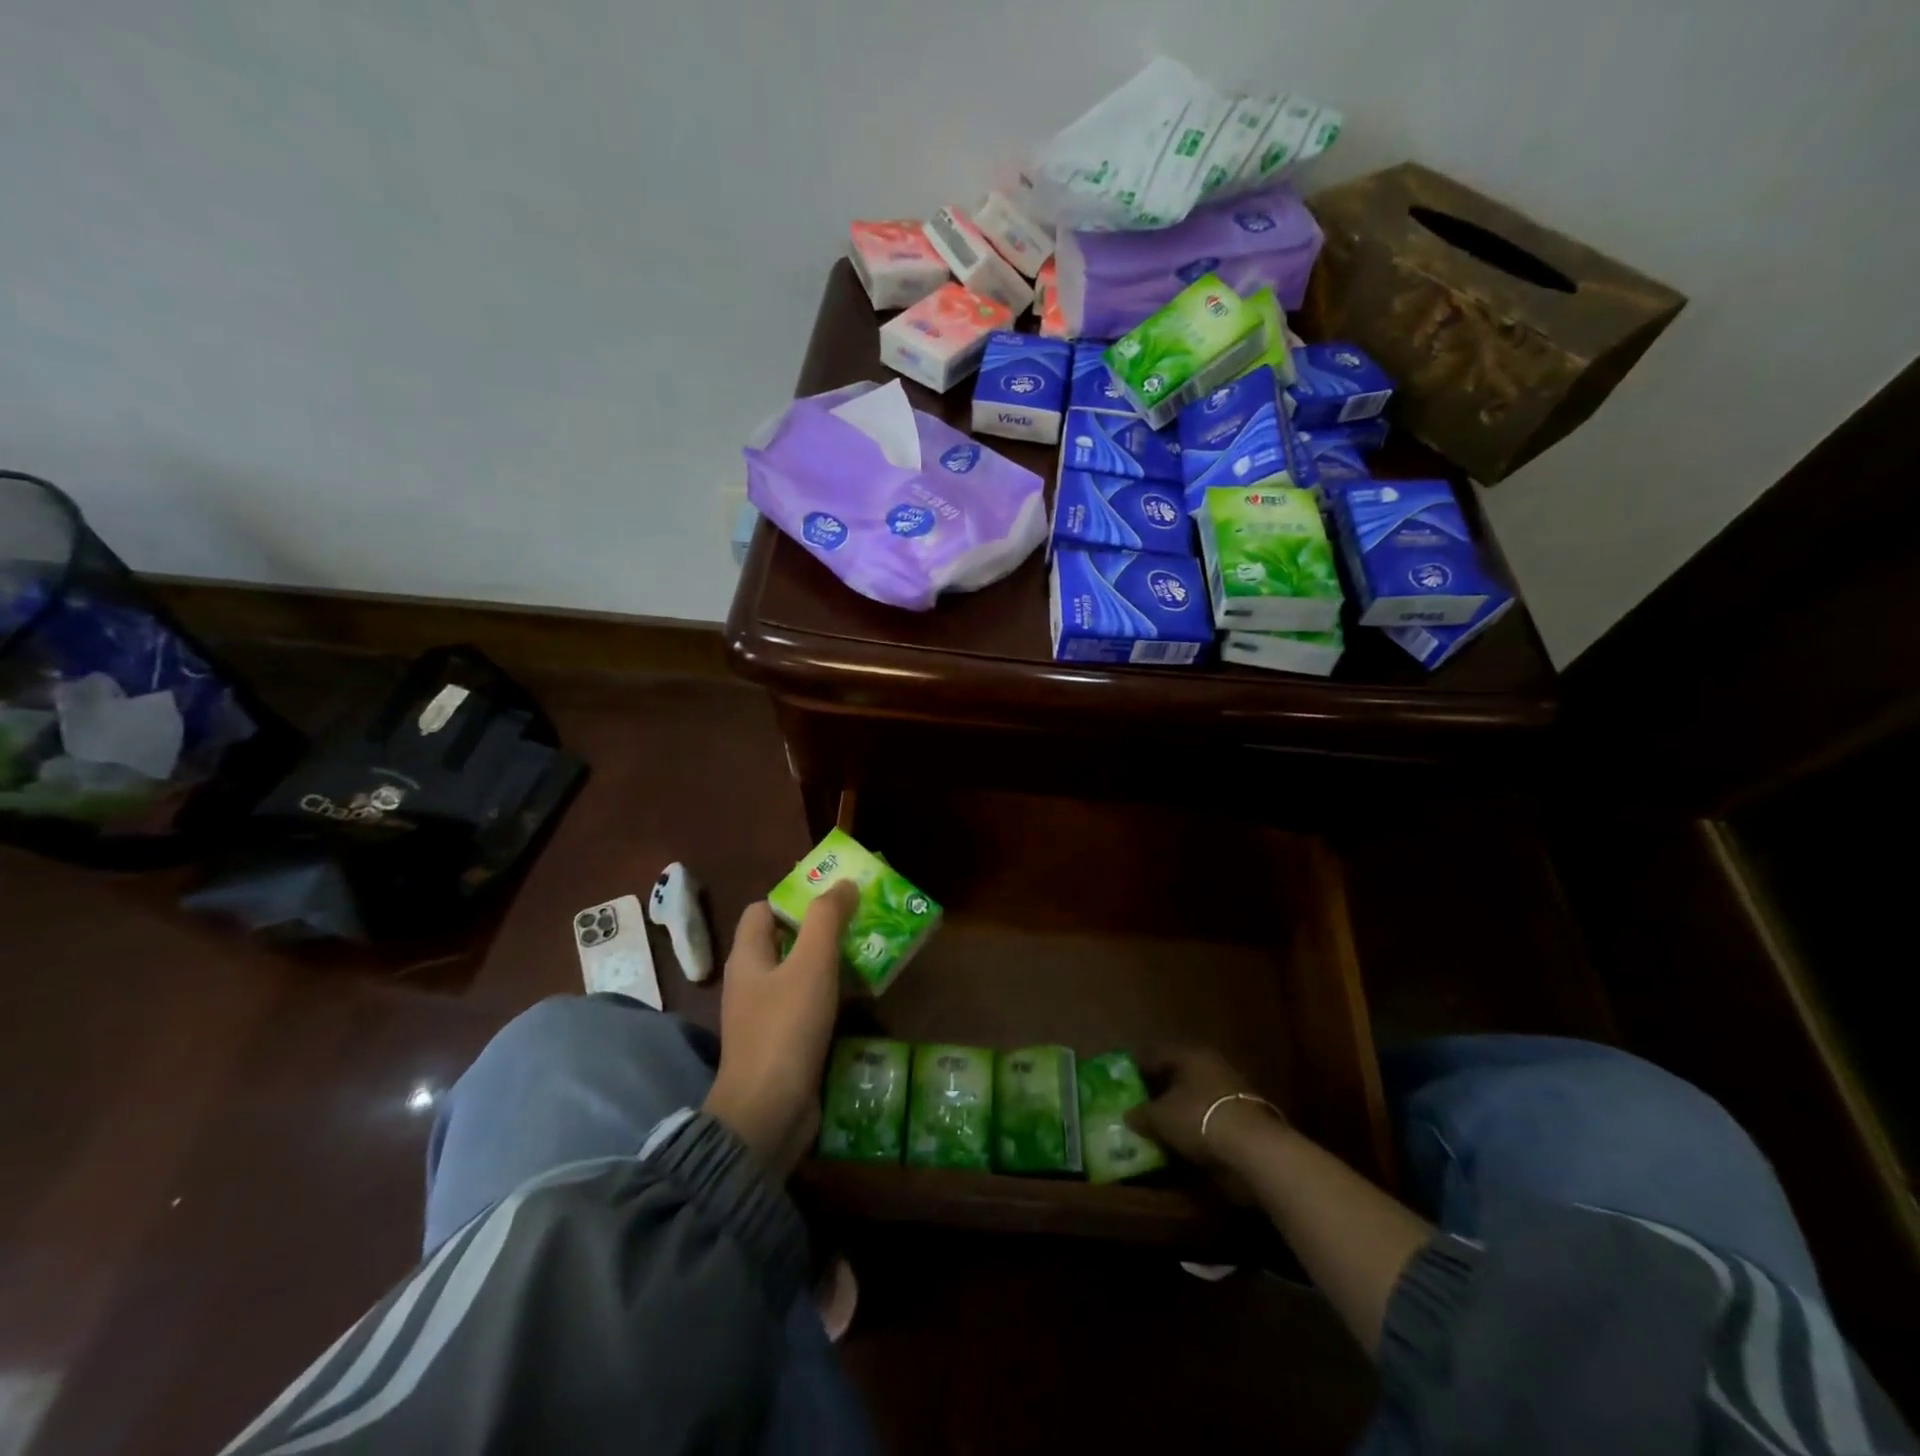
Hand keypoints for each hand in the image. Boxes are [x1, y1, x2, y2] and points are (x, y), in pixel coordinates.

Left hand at [703, 882, 857, 1175]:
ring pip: (800, 974)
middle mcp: (751, 982)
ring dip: (831, 962)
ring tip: (869, 951)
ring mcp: (765, 1016)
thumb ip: (827, 919)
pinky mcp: (782, 1043)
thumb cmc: (786, 1027)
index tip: (834, 895)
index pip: (763, 910)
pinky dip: (831, 995)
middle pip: (784, 940)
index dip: (794, 898)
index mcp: (748, 956)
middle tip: (861, 920)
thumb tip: (844, 883)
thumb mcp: (811, 964)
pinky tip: (860, 997)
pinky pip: (808, 1006)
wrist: (768, 1113)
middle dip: (821, 928)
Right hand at [1124, 1048, 1286, 1175]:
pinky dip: (1196, 1128)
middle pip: (1177, 1076)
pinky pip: (1209, 1118)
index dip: (1137, 1069)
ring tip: (1158, 1129)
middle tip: (1138, 1107)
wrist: (1254, 1150)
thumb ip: (1141, 1114)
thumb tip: (1128, 1115)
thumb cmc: (1199, 1119)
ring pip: (1194, 1098)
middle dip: (1158, 1092)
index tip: (1123, 1084)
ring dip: (1178, 1112)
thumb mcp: (1160, 1118)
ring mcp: (1230, 1091)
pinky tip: (1183, 1143)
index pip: (1156, 1055)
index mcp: (1190, 1055)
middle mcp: (1211, 1066)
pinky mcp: (1243, 1118)